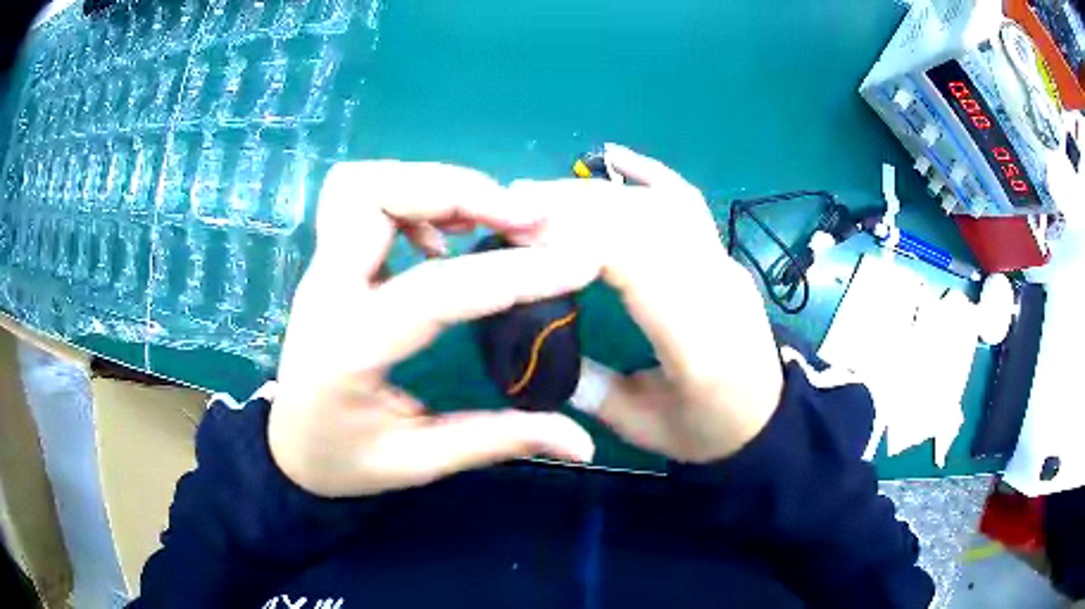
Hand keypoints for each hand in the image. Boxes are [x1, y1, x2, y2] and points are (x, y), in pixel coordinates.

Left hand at [270, 162, 598, 497]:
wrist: (286, 448)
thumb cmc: (343, 461)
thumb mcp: (418, 462)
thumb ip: (497, 440)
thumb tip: (581, 443)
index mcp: (348, 349)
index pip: (436, 292)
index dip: (514, 274)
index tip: (579, 263)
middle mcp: (326, 291)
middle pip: (374, 195)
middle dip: (458, 190)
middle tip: (526, 218)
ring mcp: (322, 270)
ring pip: (364, 183)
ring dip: (433, 185)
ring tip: (489, 216)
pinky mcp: (329, 263)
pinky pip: (363, 199)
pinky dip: (414, 198)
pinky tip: (445, 238)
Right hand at [509, 145, 783, 462]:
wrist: (769, 419)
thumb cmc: (708, 431)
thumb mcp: (642, 425)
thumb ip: (588, 388)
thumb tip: (534, 343)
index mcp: (696, 338)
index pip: (636, 261)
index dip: (575, 235)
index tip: (519, 233)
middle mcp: (716, 286)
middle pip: (644, 221)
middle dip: (573, 205)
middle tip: (513, 204)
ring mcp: (725, 263)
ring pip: (660, 205)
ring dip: (598, 191)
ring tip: (543, 191)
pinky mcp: (723, 255)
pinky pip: (689, 202)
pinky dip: (650, 173)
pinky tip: (615, 159)